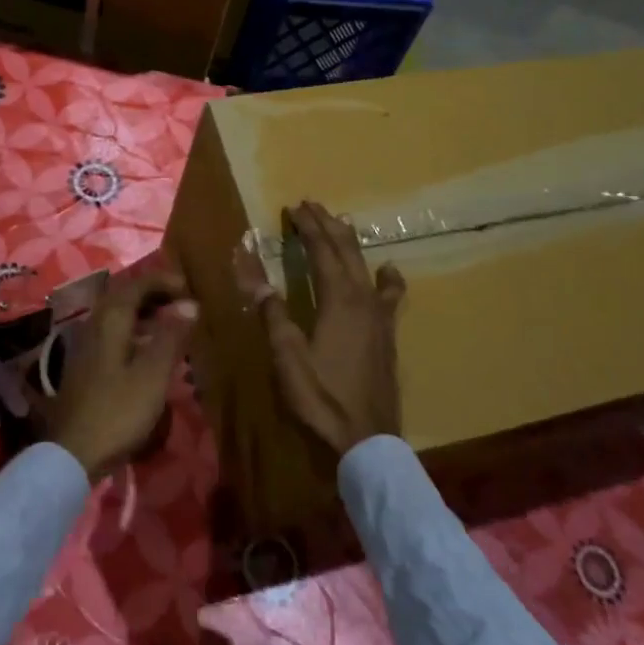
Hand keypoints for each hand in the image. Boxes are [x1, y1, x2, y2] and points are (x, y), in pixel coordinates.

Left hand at [52, 266, 197, 480]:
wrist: (73, 453)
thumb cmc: (117, 411)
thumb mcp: (152, 374)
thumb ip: (171, 336)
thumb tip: (189, 304)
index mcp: (110, 320)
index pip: (137, 284)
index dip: (163, 281)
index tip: (189, 288)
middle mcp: (94, 324)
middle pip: (124, 297)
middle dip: (154, 294)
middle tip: (183, 303)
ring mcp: (86, 345)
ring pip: (118, 316)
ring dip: (145, 313)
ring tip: (172, 324)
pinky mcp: (86, 366)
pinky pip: (114, 334)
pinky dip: (135, 331)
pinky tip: (149, 350)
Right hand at [234, 200, 404, 455]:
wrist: (366, 439)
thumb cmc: (321, 397)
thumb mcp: (287, 356)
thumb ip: (273, 313)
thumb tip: (254, 274)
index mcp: (338, 299)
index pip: (322, 250)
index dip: (308, 227)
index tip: (294, 207)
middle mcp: (363, 299)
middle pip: (346, 251)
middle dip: (328, 225)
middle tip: (312, 205)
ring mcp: (380, 316)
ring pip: (366, 266)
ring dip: (351, 243)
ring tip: (342, 223)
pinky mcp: (387, 333)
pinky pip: (389, 294)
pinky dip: (387, 277)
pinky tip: (388, 270)